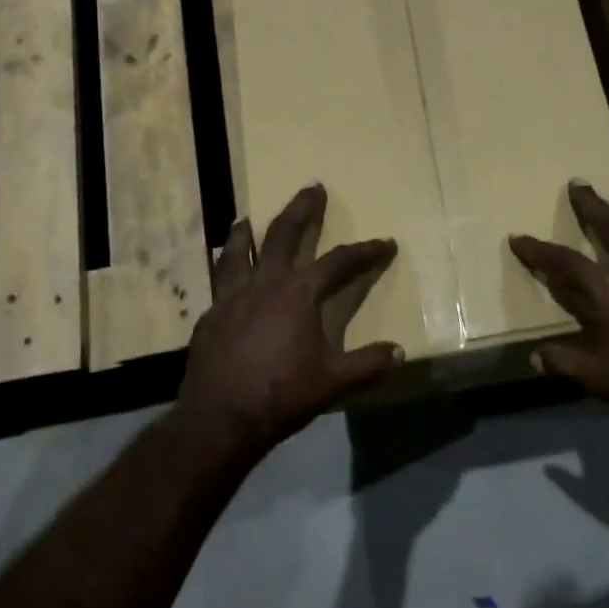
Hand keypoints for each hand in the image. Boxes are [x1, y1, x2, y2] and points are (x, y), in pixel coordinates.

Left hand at [173, 184, 401, 460]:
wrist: (219, 419)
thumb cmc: (281, 394)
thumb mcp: (333, 382)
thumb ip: (367, 364)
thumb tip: (399, 352)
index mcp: (299, 294)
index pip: (339, 263)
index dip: (364, 252)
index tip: (384, 243)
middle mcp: (265, 284)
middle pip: (284, 235)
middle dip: (302, 210)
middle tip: (312, 187)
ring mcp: (231, 297)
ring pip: (239, 251)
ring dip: (246, 232)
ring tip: (246, 217)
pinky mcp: (209, 316)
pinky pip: (218, 281)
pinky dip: (224, 267)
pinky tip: (223, 272)